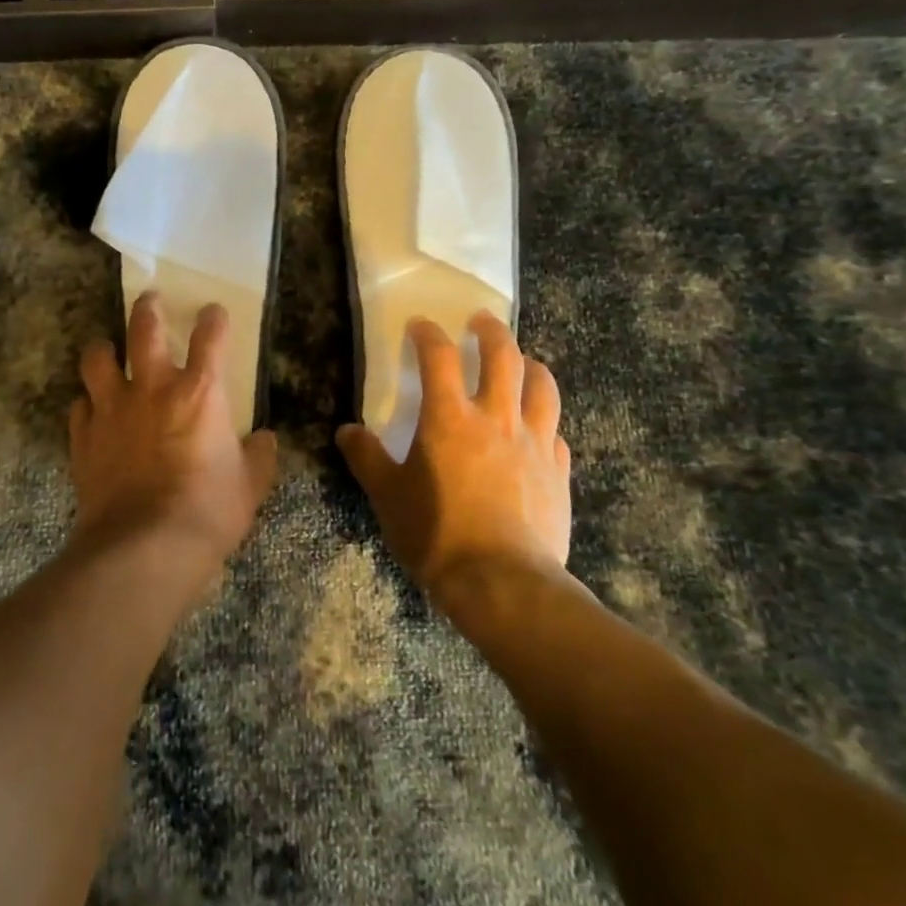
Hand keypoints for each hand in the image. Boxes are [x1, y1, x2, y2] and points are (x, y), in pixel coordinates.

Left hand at [68, 293, 277, 585]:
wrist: (143, 547)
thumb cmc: (207, 511)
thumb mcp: (250, 486)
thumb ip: (259, 456)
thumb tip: (265, 440)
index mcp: (200, 392)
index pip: (210, 337)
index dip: (214, 319)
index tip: (213, 312)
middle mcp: (153, 388)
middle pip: (144, 329)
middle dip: (148, 308)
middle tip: (149, 299)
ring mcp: (112, 409)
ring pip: (98, 359)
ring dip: (103, 349)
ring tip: (107, 349)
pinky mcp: (84, 437)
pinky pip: (79, 407)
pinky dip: (87, 404)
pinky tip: (92, 411)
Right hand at [336, 313, 570, 605]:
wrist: (503, 584)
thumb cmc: (437, 533)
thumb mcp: (387, 496)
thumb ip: (366, 458)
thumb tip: (347, 431)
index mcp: (449, 418)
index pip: (439, 356)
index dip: (428, 334)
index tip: (420, 325)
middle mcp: (496, 418)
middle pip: (503, 356)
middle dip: (491, 331)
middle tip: (481, 321)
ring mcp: (534, 443)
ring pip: (542, 387)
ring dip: (531, 366)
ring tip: (523, 362)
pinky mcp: (558, 472)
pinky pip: (557, 433)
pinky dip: (546, 421)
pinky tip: (539, 429)